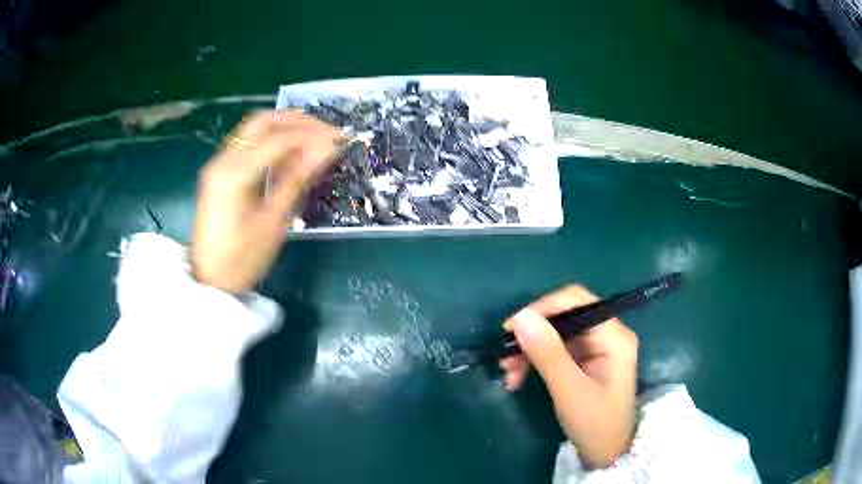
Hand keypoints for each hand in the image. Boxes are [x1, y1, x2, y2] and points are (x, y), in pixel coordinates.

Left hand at [192, 110, 341, 292]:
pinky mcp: (220, 172)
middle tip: (326, 132)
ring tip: (313, 140)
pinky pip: (248, 145)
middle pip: (263, 121)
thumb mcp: (274, 221)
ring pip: (254, 129)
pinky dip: (271, 142)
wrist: (210, 280)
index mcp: (235, 174)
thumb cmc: (242, 259)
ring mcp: (219, 164)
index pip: (279, 139)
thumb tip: (327, 149)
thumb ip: (297, 178)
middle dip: (298, 121)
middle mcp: (223, 160)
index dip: (313, 135)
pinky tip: (290, 154)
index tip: (340, 138)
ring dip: (285, 128)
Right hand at [500, 285, 638, 467]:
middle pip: (564, 317)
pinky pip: (556, 350)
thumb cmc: (595, 424)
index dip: (542, 309)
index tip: (510, 329)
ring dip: (529, 350)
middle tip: (505, 358)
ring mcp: (596, 348)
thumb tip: (520, 316)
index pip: (576, 302)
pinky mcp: (586, 361)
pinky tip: (519, 377)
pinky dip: (535, 361)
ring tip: (508, 374)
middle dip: (532, 335)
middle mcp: (607, 335)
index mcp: (613, 336)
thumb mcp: (569, 391)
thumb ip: (547, 353)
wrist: (607, 454)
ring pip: (556, 334)